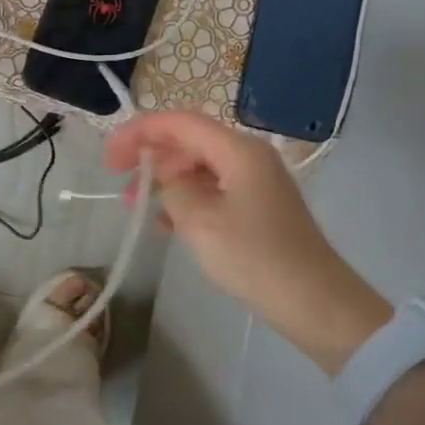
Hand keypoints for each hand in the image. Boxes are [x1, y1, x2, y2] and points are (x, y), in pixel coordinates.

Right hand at [104, 110, 387, 371]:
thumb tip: (163, 176)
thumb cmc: (255, 257)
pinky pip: (212, 188)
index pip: (179, 122)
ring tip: (137, 206)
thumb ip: (171, 188)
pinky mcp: (257, 205)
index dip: (139, 132)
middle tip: (119, 181)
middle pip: (188, 141)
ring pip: (197, 166)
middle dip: (149, 156)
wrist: (314, 302)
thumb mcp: (199, 221)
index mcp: (237, 151)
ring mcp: (255, 180)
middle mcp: (248, 156)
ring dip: (164, 180)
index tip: (110, 157)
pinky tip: (166, 223)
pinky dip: (185, 198)